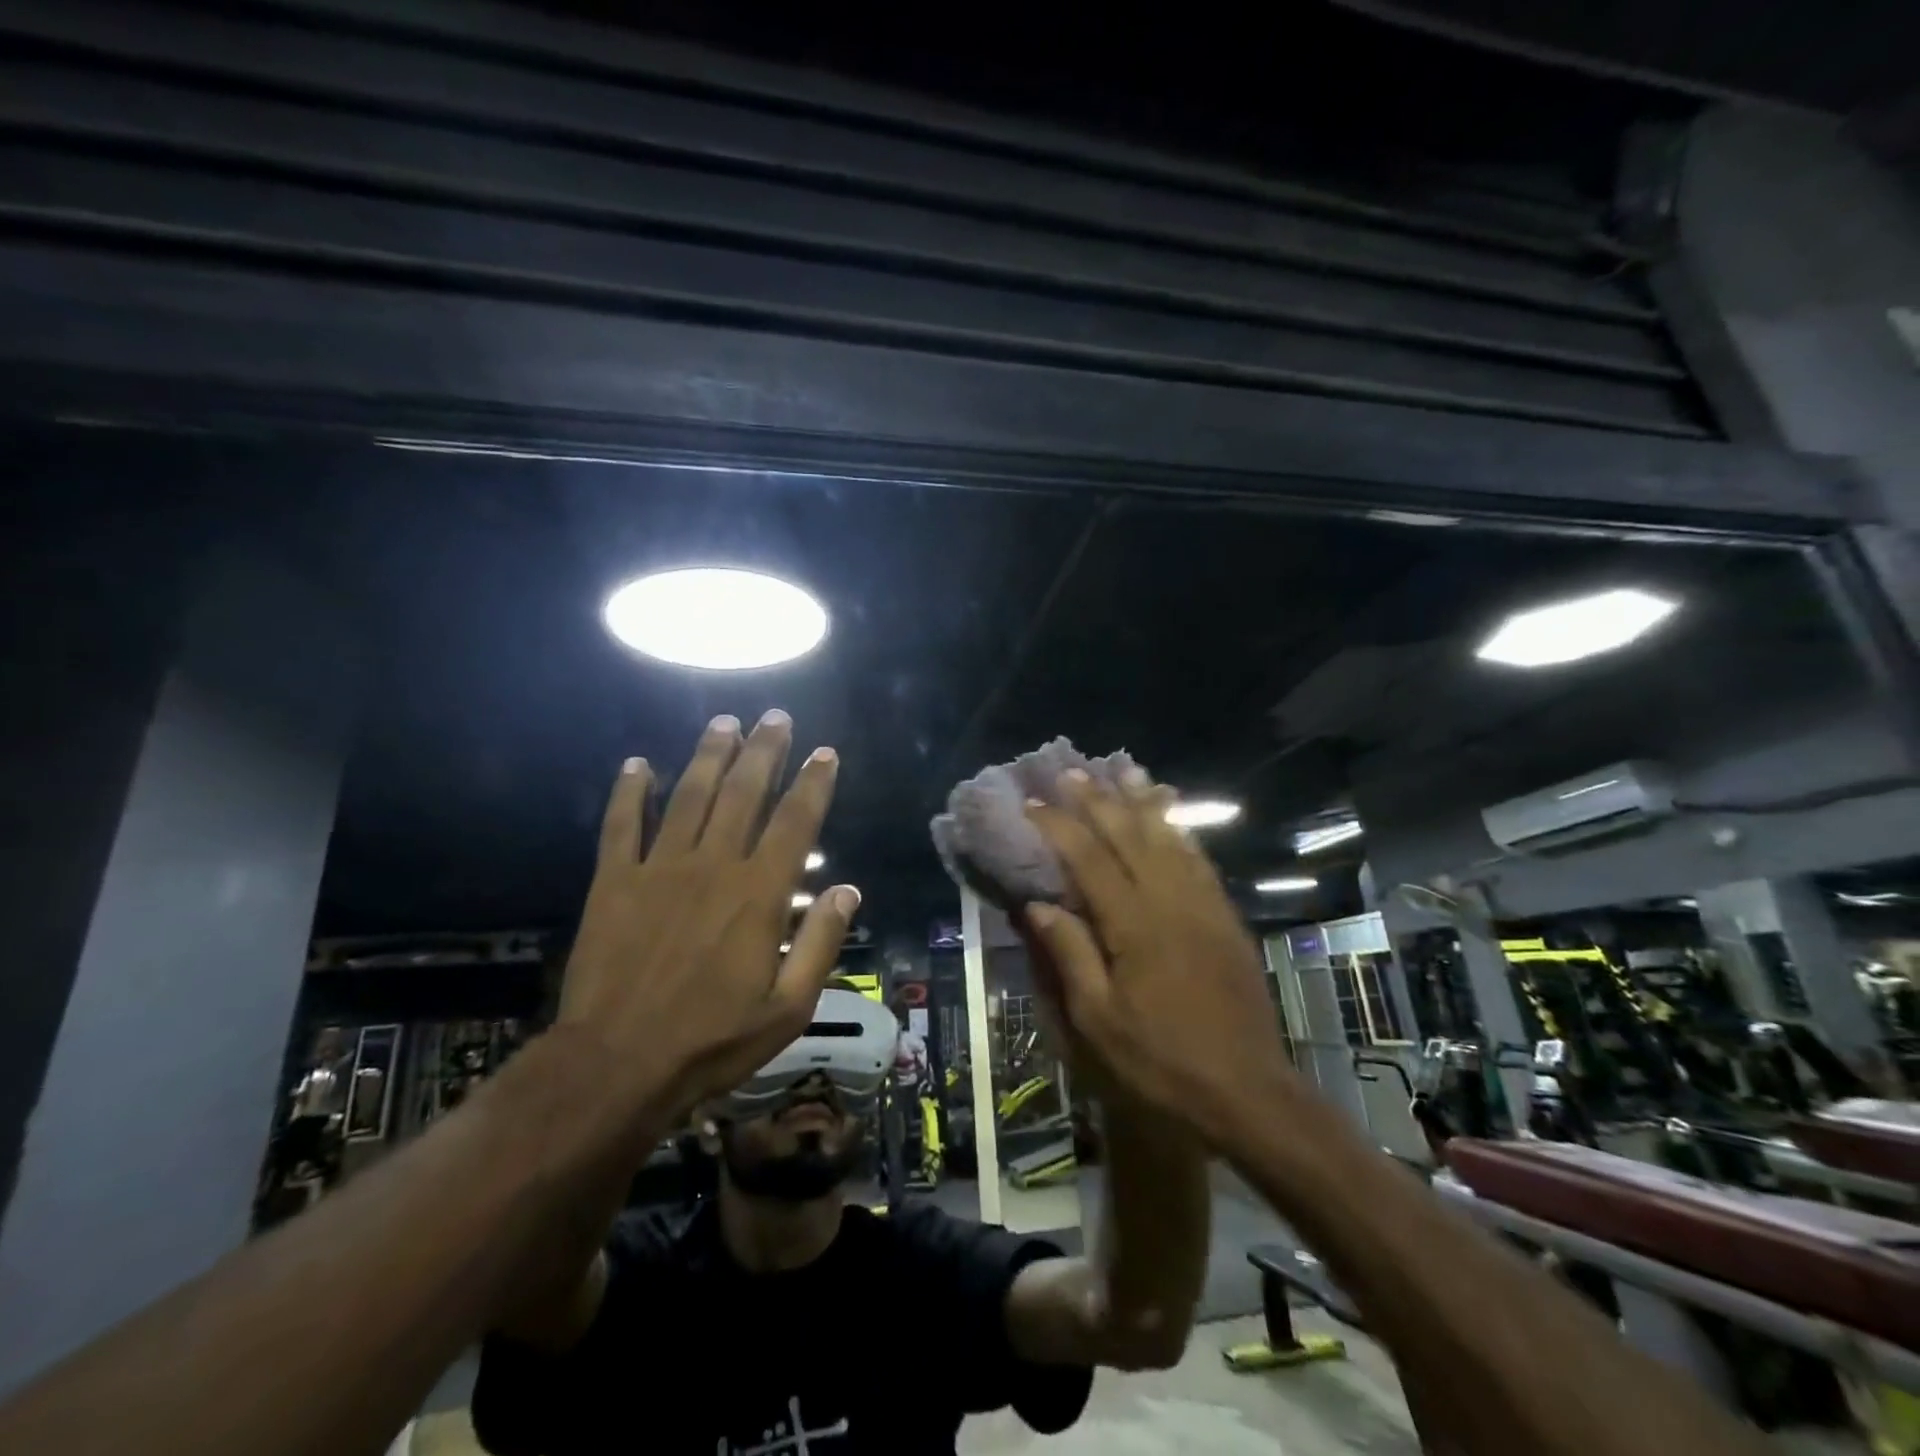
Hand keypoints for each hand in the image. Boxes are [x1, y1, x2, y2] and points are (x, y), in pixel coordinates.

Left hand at [559, 710, 859, 1118]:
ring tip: (724, 722)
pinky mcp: (612, 882)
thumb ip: (821, 943)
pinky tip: (636, 764)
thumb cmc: (711, 1041)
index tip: (825, 752)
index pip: (795, 822)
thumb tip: (849, 889)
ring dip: (709, 755)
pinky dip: (628, 792)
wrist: (616, 1065)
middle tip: (776, 716)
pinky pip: (621, 825)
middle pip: (743, 793)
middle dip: (764, 750)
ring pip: (688, 796)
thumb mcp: (788, 1007)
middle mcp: (713, 865)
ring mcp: (659, 868)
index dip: (813, 783)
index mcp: (759, 893)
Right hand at [1023, 769, 1294, 1144]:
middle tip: (1072, 770)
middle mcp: (1169, 902)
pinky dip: (1180, 830)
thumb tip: (1036, 904)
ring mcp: (1203, 906)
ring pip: (1168, 838)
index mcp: (1132, 926)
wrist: (1247, 1092)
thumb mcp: (1097, 1022)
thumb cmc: (1160, 1062)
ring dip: (1142, 801)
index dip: (1058, 826)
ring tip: (1123, 769)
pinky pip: (1200, 860)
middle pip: (1128, 836)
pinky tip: (1171, 814)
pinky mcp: (1225, 919)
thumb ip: (1069, 955)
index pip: (1089, 859)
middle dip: (1097, 800)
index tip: (1033, 802)